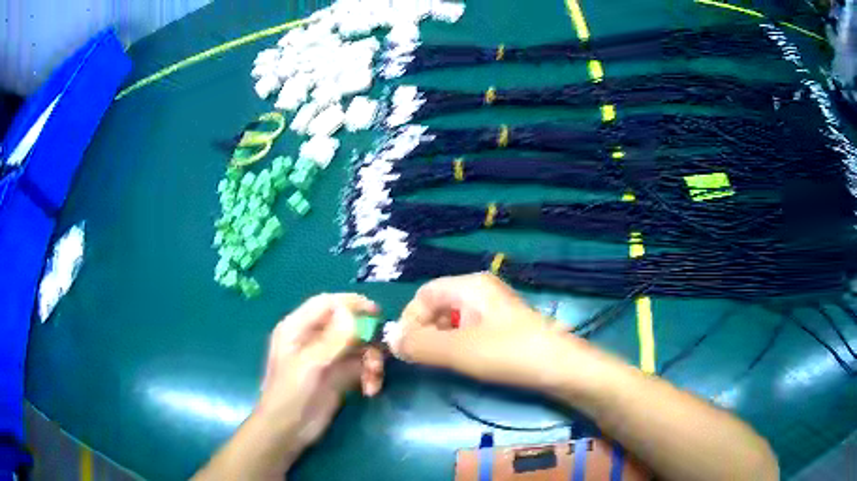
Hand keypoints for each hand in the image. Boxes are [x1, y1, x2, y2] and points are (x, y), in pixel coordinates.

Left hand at [257, 293, 384, 463]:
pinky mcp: (339, 375)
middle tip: (381, 350)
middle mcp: (314, 338)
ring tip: (374, 378)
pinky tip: (371, 390)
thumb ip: (332, 339)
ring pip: (359, 345)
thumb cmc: (291, 394)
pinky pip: (361, 365)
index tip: (376, 312)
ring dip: (371, 360)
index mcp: (298, 328)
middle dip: (366, 337)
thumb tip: (351, 312)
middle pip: (348, 324)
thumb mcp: (310, 365)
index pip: (327, 304)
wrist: (289, 431)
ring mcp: (328, 357)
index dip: (351, 303)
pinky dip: (370, 374)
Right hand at [391, 273, 578, 390]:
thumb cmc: (508, 353)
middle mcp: (480, 289)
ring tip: (443, 363)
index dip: (410, 320)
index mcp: (469, 285)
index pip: (423, 295)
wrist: (560, 367)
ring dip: (440, 340)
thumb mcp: (458, 350)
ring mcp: (494, 307)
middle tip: (423, 359)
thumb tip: (390, 341)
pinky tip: (465, 362)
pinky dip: (458, 344)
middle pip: (437, 305)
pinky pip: (469, 329)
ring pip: (453, 319)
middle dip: (425, 331)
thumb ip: (420, 344)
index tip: (407, 349)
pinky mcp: (504, 325)